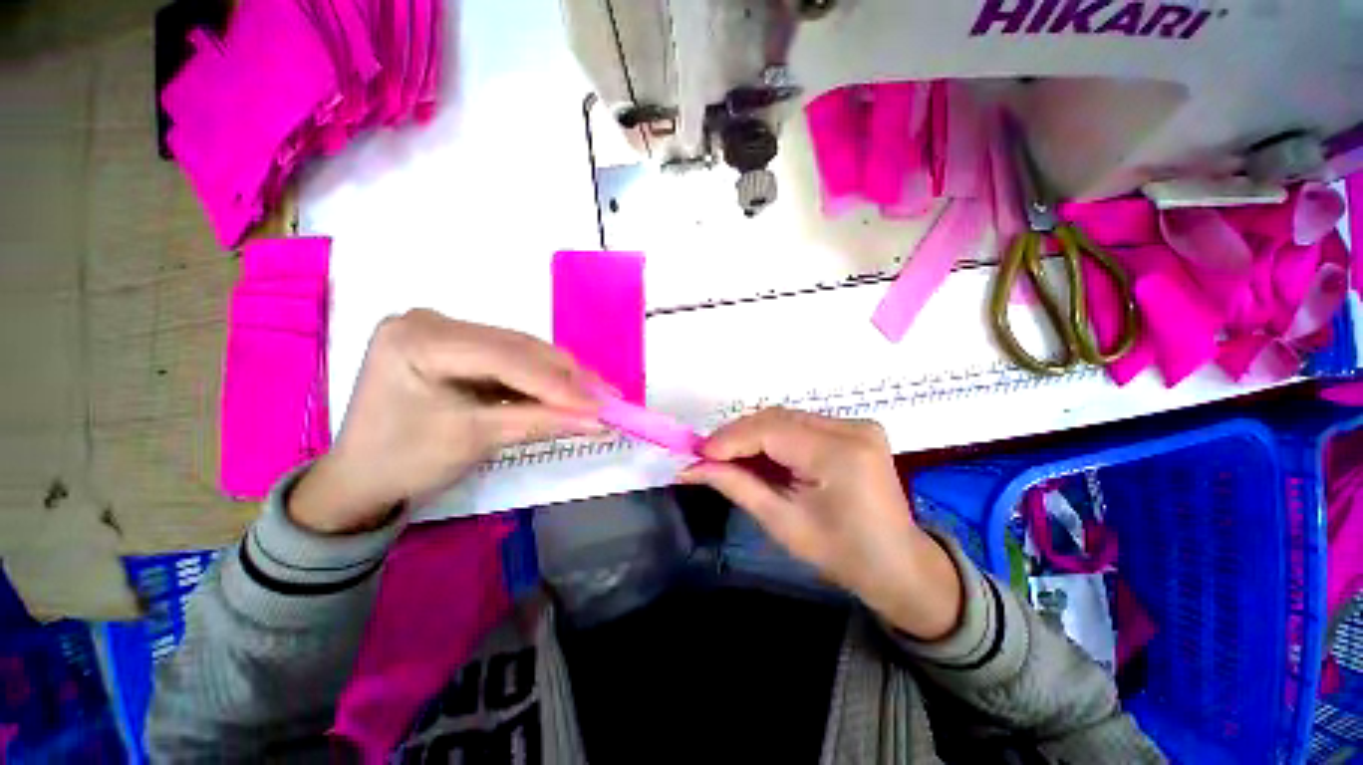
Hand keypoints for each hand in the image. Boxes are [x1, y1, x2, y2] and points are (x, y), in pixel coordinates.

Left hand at [290, 310, 604, 533]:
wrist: (362, 480)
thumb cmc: (405, 461)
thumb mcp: (475, 439)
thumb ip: (541, 422)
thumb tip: (600, 421)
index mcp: (417, 338)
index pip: (504, 357)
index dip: (558, 384)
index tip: (601, 406)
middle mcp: (433, 322)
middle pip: (518, 349)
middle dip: (567, 378)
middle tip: (609, 399)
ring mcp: (446, 332)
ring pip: (522, 352)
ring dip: (562, 377)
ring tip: (598, 397)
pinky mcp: (460, 347)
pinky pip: (512, 361)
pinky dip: (543, 380)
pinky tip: (570, 392)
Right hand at [679, 409, 962, 640]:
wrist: (898, 565)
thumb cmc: (840, 554)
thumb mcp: (782, 522)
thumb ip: (736, 485)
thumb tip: (692, 468)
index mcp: (839, 454)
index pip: (770, 431)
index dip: (729, 439)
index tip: (698, 455)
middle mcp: (851, 428)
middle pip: (776, 418)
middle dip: (737, 436)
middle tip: (708, 457)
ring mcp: (856, 424)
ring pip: (785, 418)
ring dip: (753, 435)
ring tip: (729, 457)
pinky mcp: (854, 428)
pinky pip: (800, 424)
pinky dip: (773, 437)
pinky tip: (759, 454)